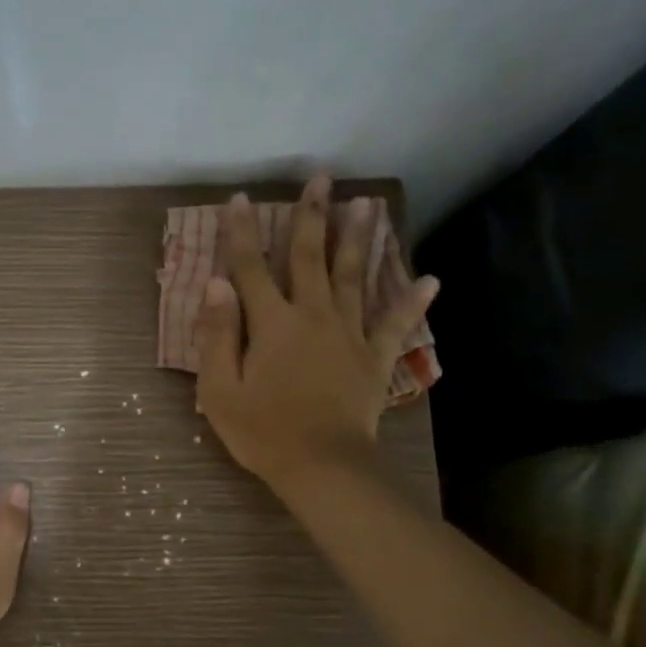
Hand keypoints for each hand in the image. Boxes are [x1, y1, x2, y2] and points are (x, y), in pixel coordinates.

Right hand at [194, 175, 439, 494]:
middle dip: (312, 216)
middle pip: (310, 258)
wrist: (324, 468)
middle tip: (321, 179)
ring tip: (367, 203)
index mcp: (273, 324)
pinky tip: (430, 279)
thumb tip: (216, 284)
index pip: (251, 268)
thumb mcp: (220, 389)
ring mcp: (350, 335)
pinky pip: (396, 324)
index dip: (243, 232)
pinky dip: (412, 302)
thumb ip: (218, 334)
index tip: (241, 199)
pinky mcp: (375, 358)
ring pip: (355, 277)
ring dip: (359, 238)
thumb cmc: (263, 431)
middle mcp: (314, 316)